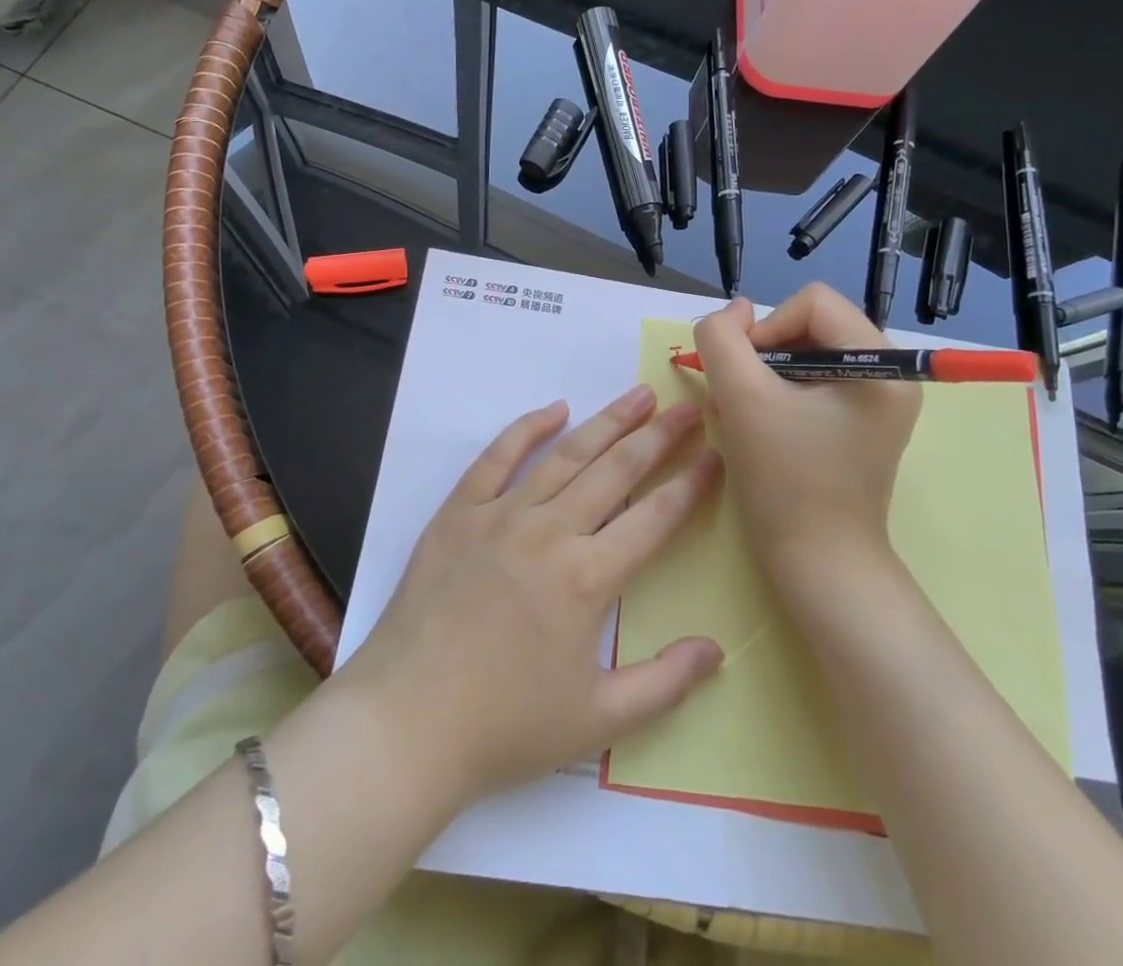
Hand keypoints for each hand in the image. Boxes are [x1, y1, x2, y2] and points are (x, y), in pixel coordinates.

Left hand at [338, 386, 724, 810]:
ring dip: (607, 421)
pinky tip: (555, 408)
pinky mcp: (459, 512)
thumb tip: (716, 649)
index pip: (655, 518)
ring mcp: (500, 515)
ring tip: (639, 394)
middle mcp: (549, 532)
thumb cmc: (505, 727)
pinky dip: (527, 428)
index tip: (715, 455)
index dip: (691, 484)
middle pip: (616, 470)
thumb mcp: (597, 720)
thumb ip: (664, 683)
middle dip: (658, 436)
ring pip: (565, 454)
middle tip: (688, 406)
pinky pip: (497, 457)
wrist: (406, 723)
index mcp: (587, 578)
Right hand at [692, 285, 922, 594]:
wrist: (818, 564)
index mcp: (880, 364)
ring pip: (808, 349)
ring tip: (749, 410)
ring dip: (768, 371)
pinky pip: (814, 378)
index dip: (767, 328)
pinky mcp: (862, 419)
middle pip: (812, 323)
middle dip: (767, 351)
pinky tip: (763, 421)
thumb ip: (723, 338)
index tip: (745, 375)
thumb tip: (736, 311)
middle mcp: (890, 373)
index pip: (812, 302)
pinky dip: (781, 389)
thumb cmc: (785, 481)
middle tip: (743, 395)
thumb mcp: (741, 398)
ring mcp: (878, 398)